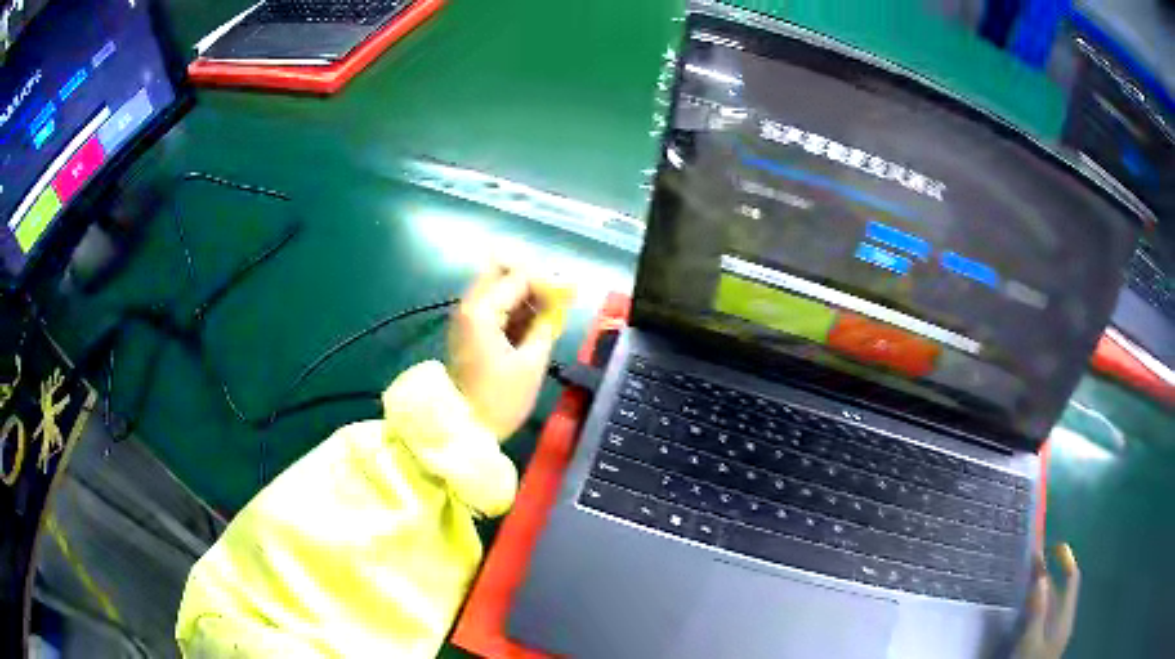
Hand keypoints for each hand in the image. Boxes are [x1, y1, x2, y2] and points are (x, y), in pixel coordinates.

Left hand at [448, 264, 572, 437]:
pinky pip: (491, 303)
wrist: (464, 429)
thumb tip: (562, 298)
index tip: (570, 296)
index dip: (548, 281)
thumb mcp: (532, 362)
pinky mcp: (466, 329)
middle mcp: (468, 305)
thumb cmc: (500, 399)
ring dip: (522, 292)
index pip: (519, 275)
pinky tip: (531, 325)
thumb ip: (547, 323)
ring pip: (495, 284)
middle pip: (500, 269)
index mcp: (482, 311)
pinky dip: (512, 306)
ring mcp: (465, 316)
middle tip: (555, 299)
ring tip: (547, 315)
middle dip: (531, 278)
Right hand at [1013, 544, 1080, 658]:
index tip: (1052, 547)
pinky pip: (1046, 618)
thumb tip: (1040, 575)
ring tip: (1025, 588)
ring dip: (1042, 593)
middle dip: (1048, 577)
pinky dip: (1038, 609)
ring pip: (1053, 605)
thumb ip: (1037, 610)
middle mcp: (1064, 619)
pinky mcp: (1047, 643)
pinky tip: (1026, 615)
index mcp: (1065, 615)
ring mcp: (1056, 633)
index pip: (1071, 577)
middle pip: (1061, 590)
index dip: (1065, 559)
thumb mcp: (1029, 641)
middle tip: (1029, 568)